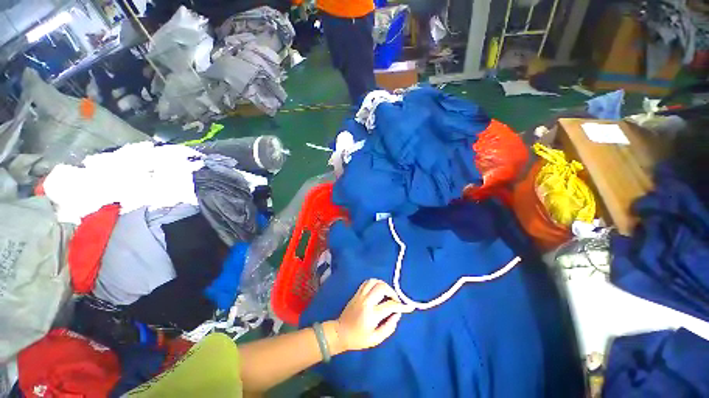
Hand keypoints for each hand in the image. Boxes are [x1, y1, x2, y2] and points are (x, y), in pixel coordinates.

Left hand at [334, 279, 412, 351]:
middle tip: (395, 300)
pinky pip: (367, 282)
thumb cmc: (358, 339)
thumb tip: (397, 314)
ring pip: (374, 281)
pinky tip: (378, 290)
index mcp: (371, 314)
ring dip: (383, 285)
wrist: (340, 333)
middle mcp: (366, 301)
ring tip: (387, 294)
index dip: (401, 306)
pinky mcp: (356, 293)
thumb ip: (389, 327)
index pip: (390, 305)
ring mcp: (360, 295)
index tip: (409, 307)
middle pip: (381, 287)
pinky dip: (375, 283)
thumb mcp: (376, 339)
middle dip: (392, 292)